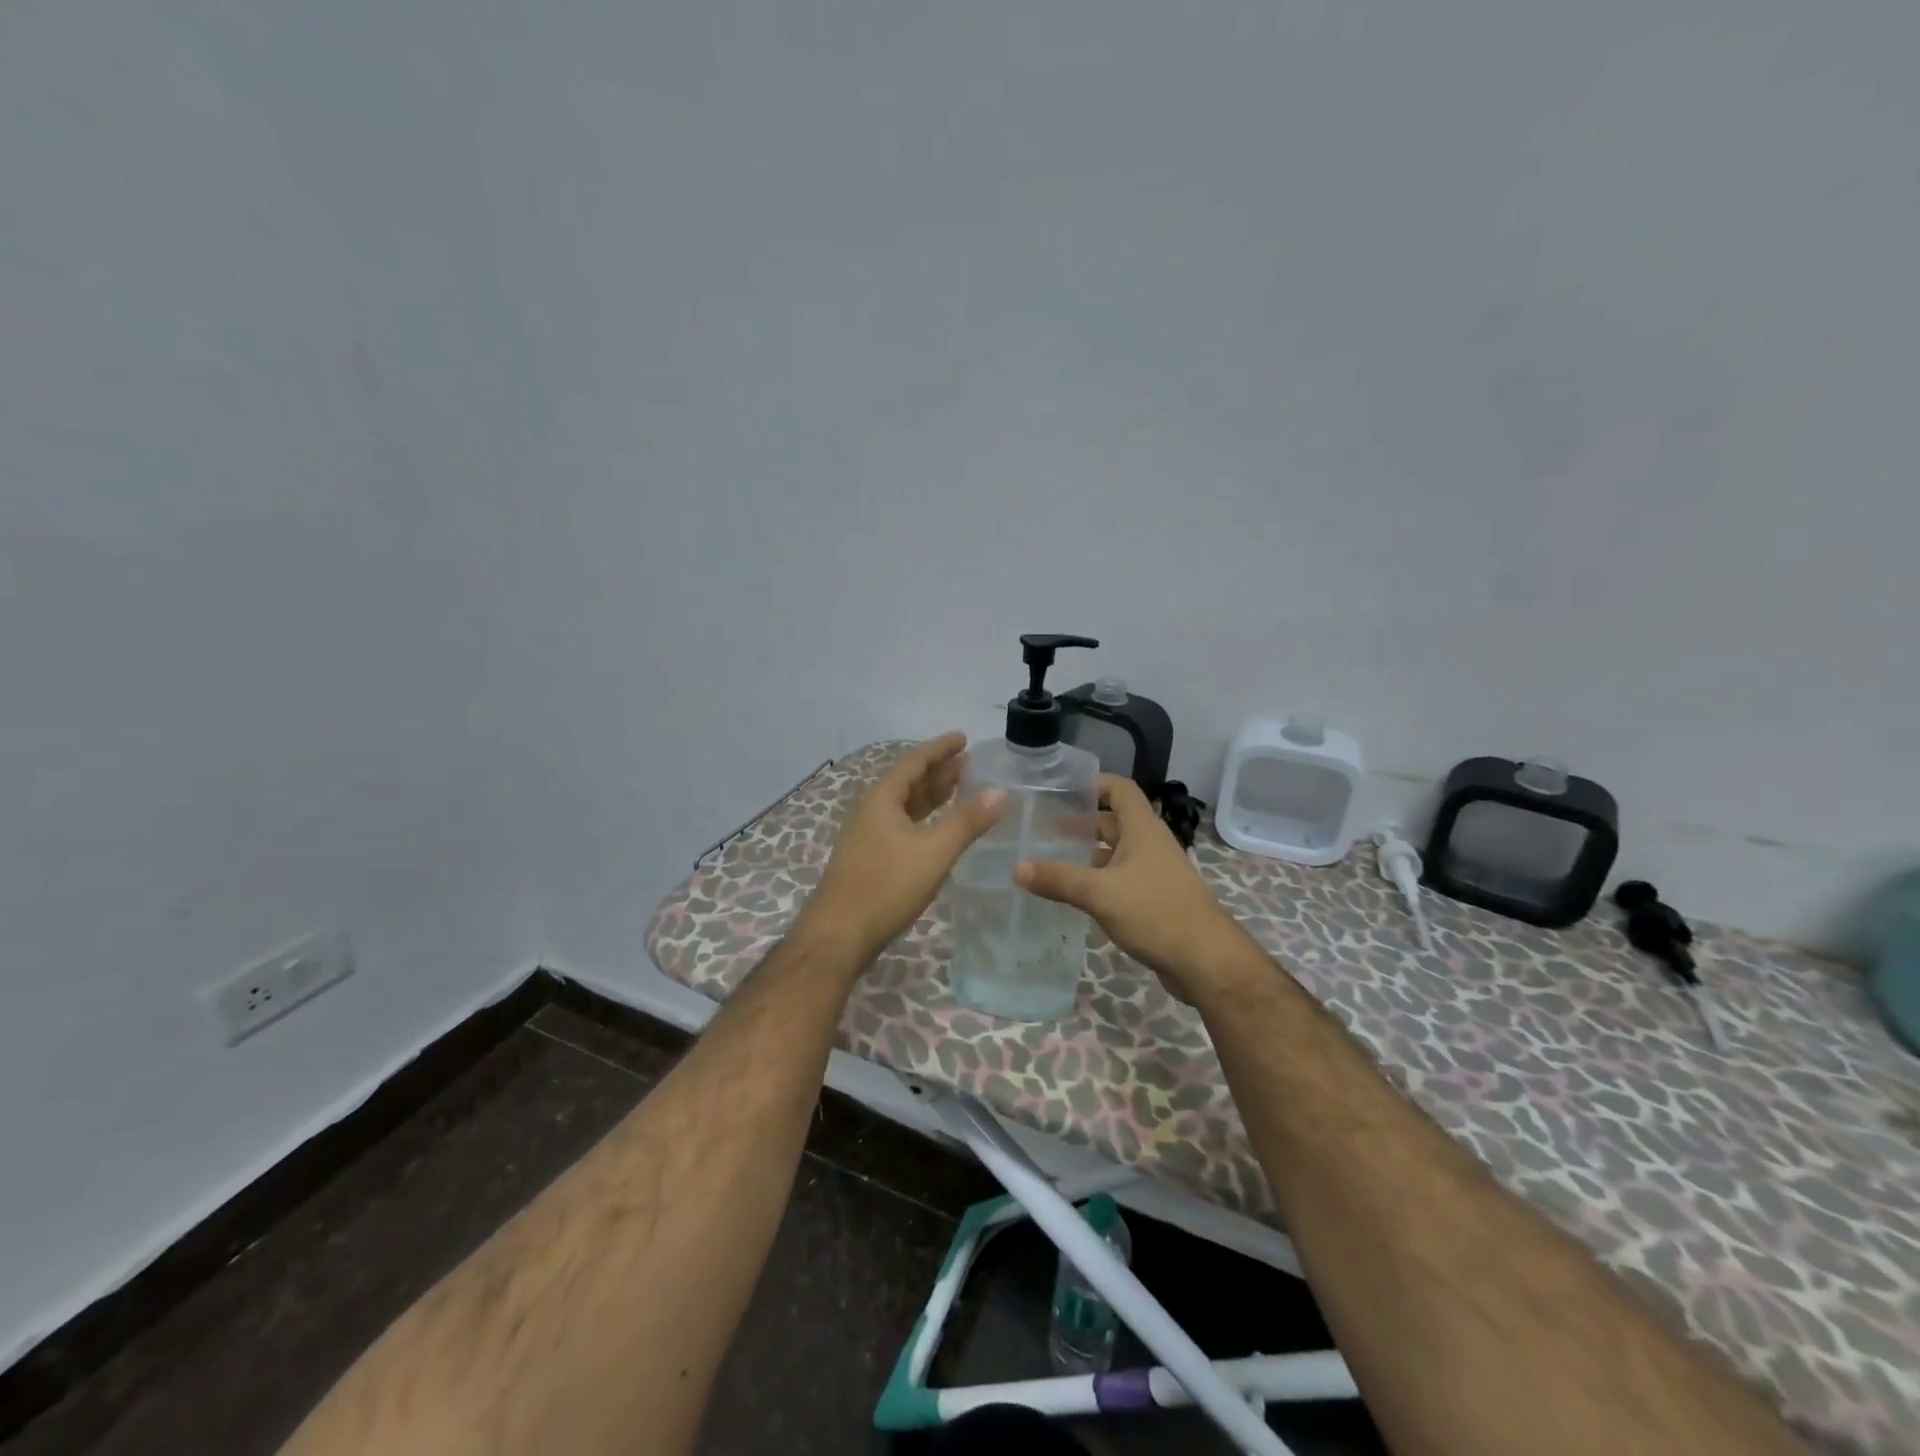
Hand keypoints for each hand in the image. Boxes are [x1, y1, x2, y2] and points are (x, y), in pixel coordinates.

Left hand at [800, 733, 1003, 961]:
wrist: (838, 935)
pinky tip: (937, 829)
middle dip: (938, 770)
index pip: (915, 762)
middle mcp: (871, 811)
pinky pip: (901, 825)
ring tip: (959, 786)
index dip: (940, 749)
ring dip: (931, 795)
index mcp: (882, 799)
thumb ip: (968, 822)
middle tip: (968, 761)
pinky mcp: (869, 859)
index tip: (964, 738)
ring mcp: (867, 836)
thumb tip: (999, 792)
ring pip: (905, 806)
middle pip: (908, 781)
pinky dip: (923, 819)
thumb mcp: (934, 852)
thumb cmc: (886, 887)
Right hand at [1016, 775, 1242, 996]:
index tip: (1061, 790)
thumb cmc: (1155, 912)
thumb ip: (1058, 879)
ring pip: (1116, 854)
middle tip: (1044, 828)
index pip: (1120, 789)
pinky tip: (1075, 894)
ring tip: (1050, 860)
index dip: (1093, 784)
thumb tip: (1017, 868)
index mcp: (1143, 829)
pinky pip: (1121, 880)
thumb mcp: (1100, 893)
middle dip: (1081, 822)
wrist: (1206, 961)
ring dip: (1087, 854)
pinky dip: (1098, 881)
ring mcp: (1155, 873)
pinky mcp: (1155, 900)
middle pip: (1114, 822)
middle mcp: (1150, 844)